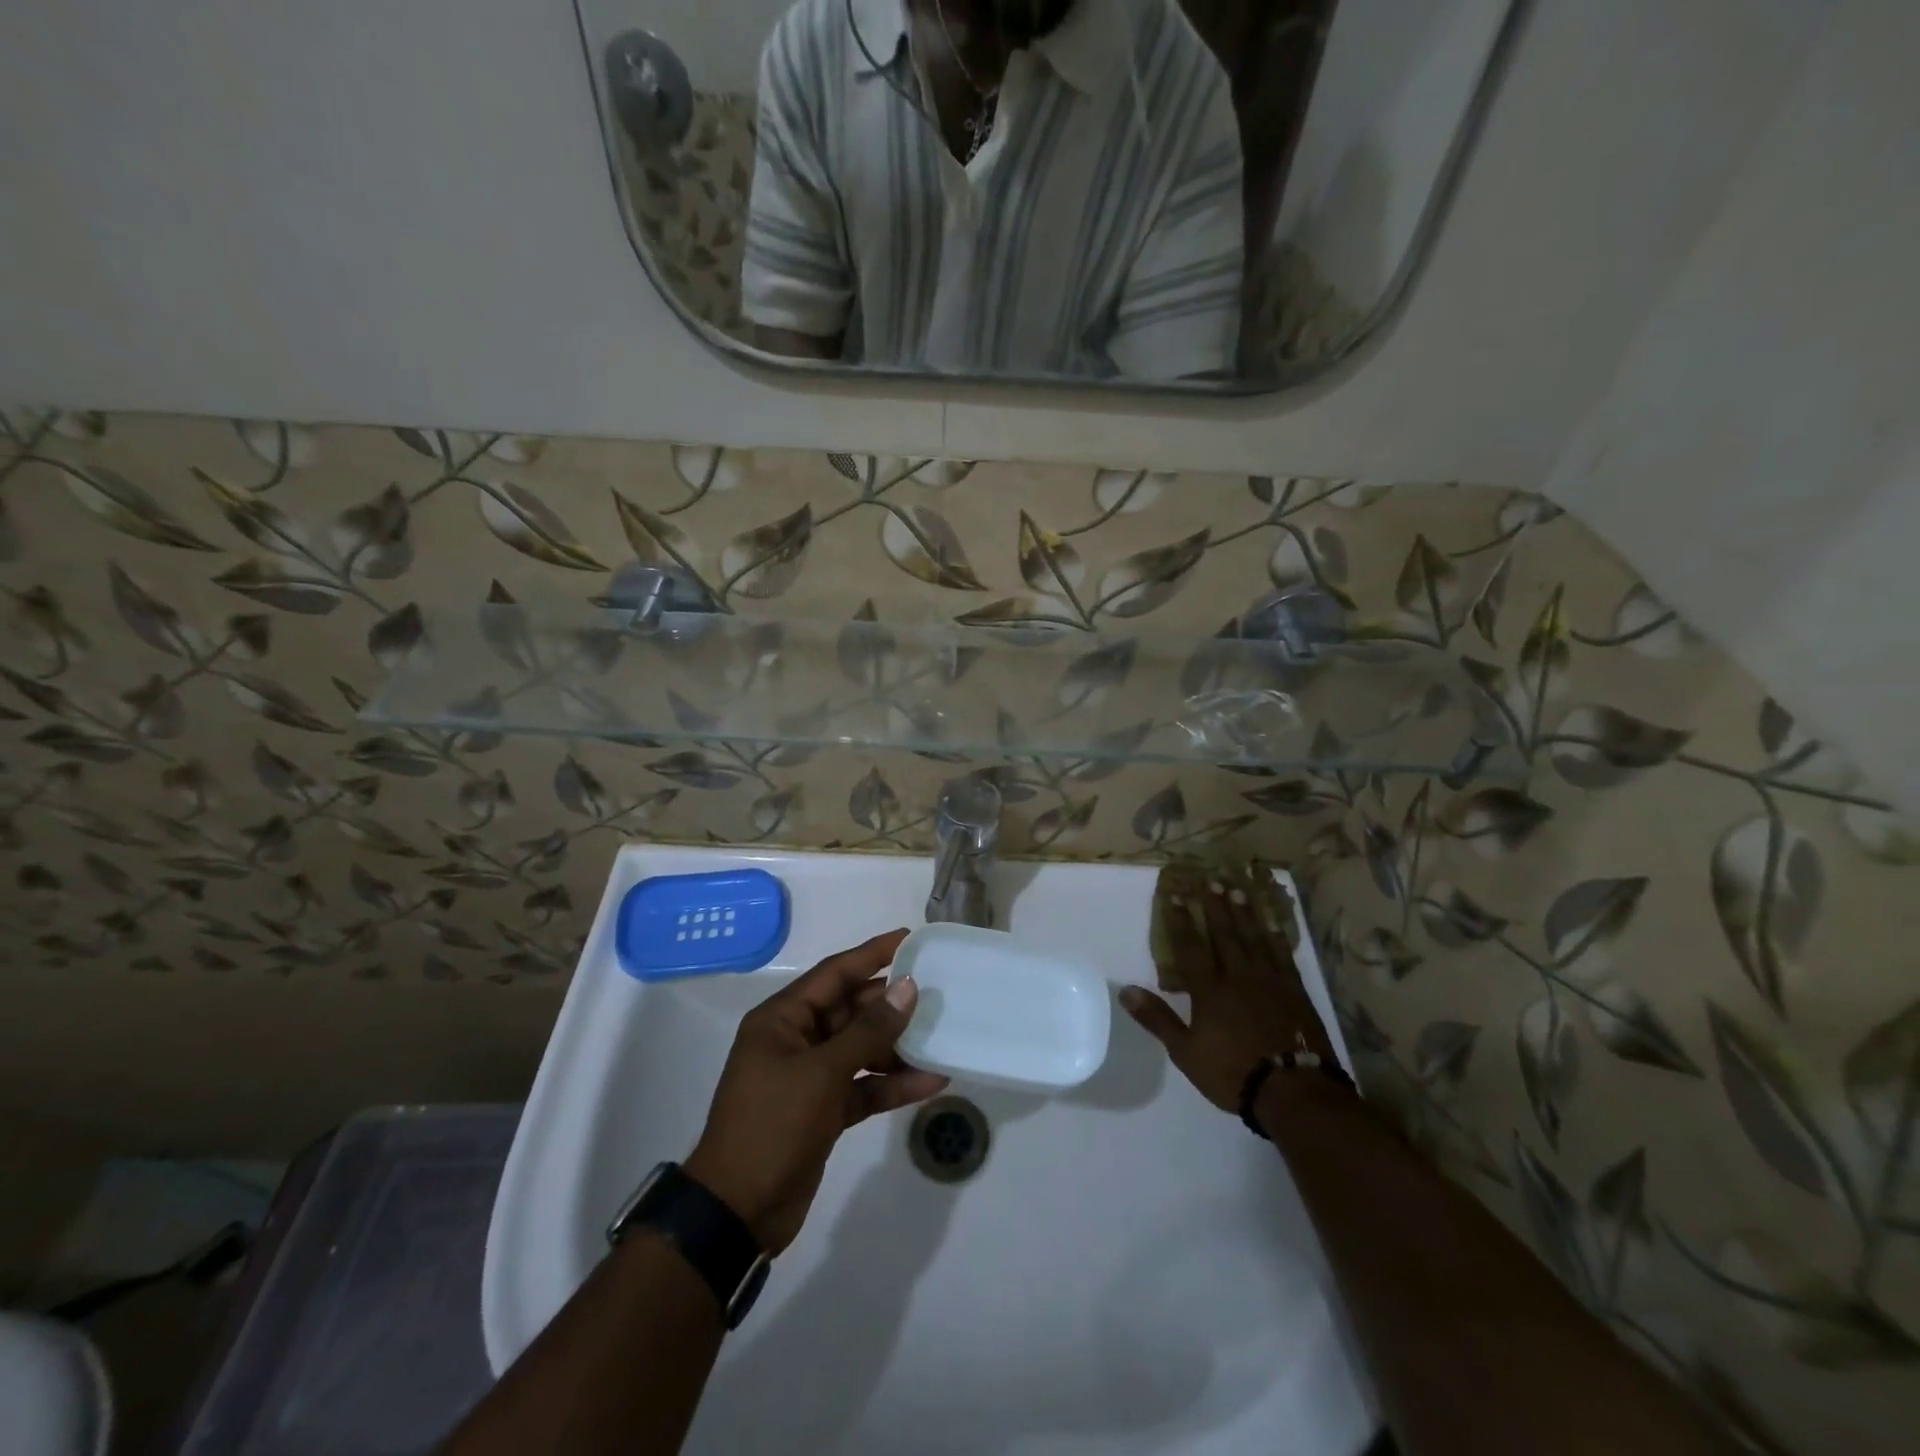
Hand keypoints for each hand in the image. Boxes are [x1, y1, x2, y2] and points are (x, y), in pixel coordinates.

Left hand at [684, 929, 948, 1253]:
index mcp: (782, 1019)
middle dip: (891, 1005)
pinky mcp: (824, 1110)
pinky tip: (931, 1082)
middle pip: (851, 1010)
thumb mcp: (822, 1073)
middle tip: (936, 993)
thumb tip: (907, 987)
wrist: (737, 1213)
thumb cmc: (772, 1126)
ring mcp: (810, 1077)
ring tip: (941, 1037)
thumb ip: (868, 1030)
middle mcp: (796, 1040)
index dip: (872, 954)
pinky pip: (864, 1086)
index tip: (910, 938)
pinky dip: (892, 1084)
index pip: (834, 973)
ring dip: (897, 1047)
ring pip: (861, 1049)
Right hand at [1121, 862, 1335, 1112]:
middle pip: (1225, 934)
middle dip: (1215, 907)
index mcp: (1210, 990)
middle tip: (1211, 880)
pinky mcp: (1295, 991)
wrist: (1294, 1091)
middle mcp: (1238, 976)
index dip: (1181, 920)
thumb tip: (1126, 990)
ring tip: (1237, 890)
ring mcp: (1270, 981)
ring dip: (1244, 913)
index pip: (1191, 947)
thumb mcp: (1185, 1052)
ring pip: (1254, 938)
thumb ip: (1157, 1018)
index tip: (1175, 895)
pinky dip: (1276, 937)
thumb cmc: (1233, 1072)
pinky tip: (1272, 925)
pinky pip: (1282, 955)